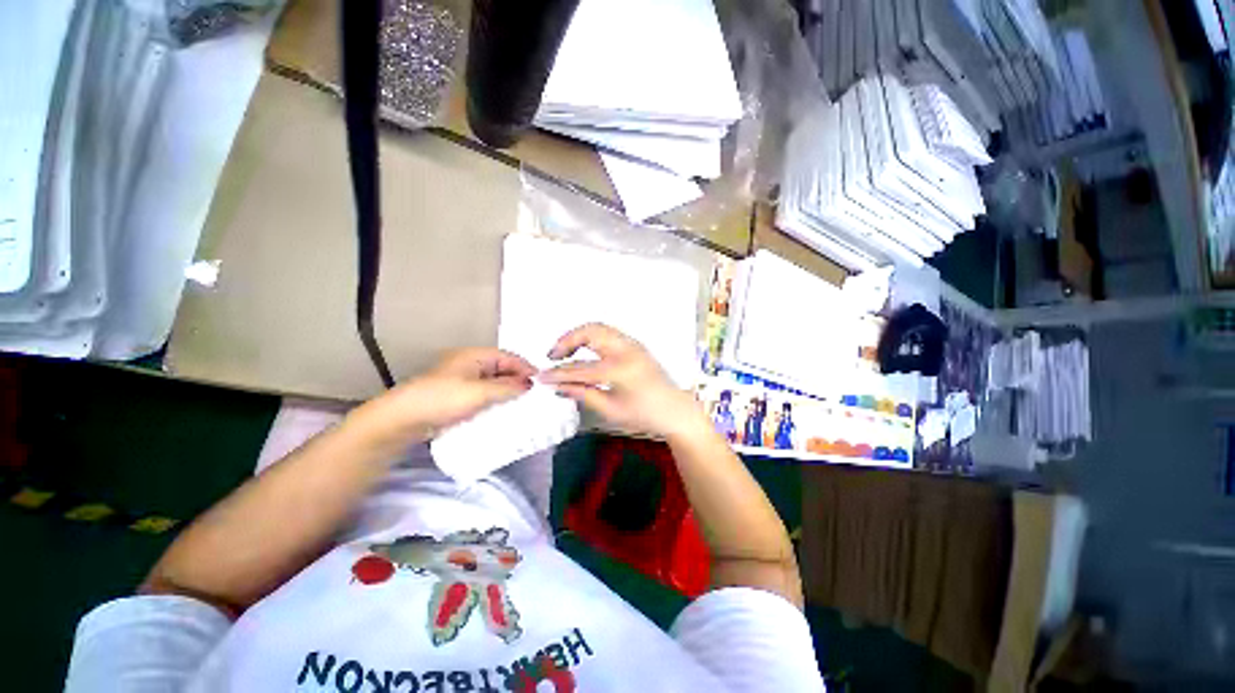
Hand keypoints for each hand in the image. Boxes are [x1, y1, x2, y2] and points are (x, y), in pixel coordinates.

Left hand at [353, 348, 535, 444]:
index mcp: (474, 356)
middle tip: (535, 394)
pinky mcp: (458, 396)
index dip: (525, 368)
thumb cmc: (442, 399)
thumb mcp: (479, 393)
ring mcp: (463, 380)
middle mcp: (470, 364)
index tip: (541, 381)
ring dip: (508, 391)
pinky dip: (496, 399)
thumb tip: (530, 384)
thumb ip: (507, 387)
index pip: (508, 357)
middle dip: (518, 379)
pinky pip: (484, 394)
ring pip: (493, 382)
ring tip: (524, 402)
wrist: (402, 420)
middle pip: (501, 368)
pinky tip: (504, 409)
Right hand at [540, 323, 706, 439]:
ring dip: (579, 336)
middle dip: (567, 341)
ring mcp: (633, 344)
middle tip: (553, 356)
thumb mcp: (611, 409)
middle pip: (590, 332)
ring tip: (565, 352)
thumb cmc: (644, 415)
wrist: (675, 410)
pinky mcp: (635, 344)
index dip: (558, 373)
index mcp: (620, 369)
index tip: (541, 376)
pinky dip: (591, 337)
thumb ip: (582, 394)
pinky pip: (608, 333)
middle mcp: (626, 349)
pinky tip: (584, 351)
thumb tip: (557, 386)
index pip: (580, 368)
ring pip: (599, 328)